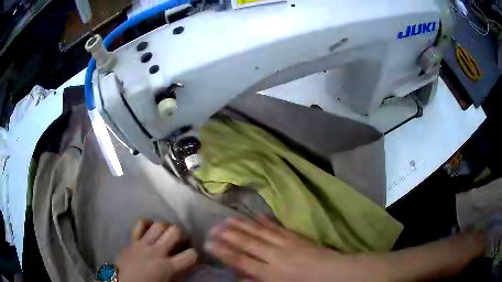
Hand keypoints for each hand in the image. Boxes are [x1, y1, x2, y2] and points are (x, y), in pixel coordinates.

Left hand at [118, 221, 198, 281]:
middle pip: (175, 231)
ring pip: (158, 225)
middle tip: (180, 241)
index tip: (192, 258)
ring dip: (165, 230)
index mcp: (167, 266)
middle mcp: (156, 252)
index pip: (191, 255)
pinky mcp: (131, 241)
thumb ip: (181, 273)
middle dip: (182, 235)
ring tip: (165, 236)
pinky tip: (149, 231)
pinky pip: (139, 225)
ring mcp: (142, 244)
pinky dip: (146, 226)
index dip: (195, 255)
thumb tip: (190, 264)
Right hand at [205, 217, 384, 281]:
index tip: (209, 243)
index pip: (241, 260)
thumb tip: (239, 276)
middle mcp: (275, 256)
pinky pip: (277, 227)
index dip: (223, 251)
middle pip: (248, 243)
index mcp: (270, 273)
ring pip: (260, 232)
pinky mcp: (296, 236)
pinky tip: (257, 215)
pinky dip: (265, 221)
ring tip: (228, 218)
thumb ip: (257, 281)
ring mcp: (286, 243)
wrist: (333, 273)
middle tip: (213, 227)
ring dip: (243, 225)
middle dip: (229, 235)